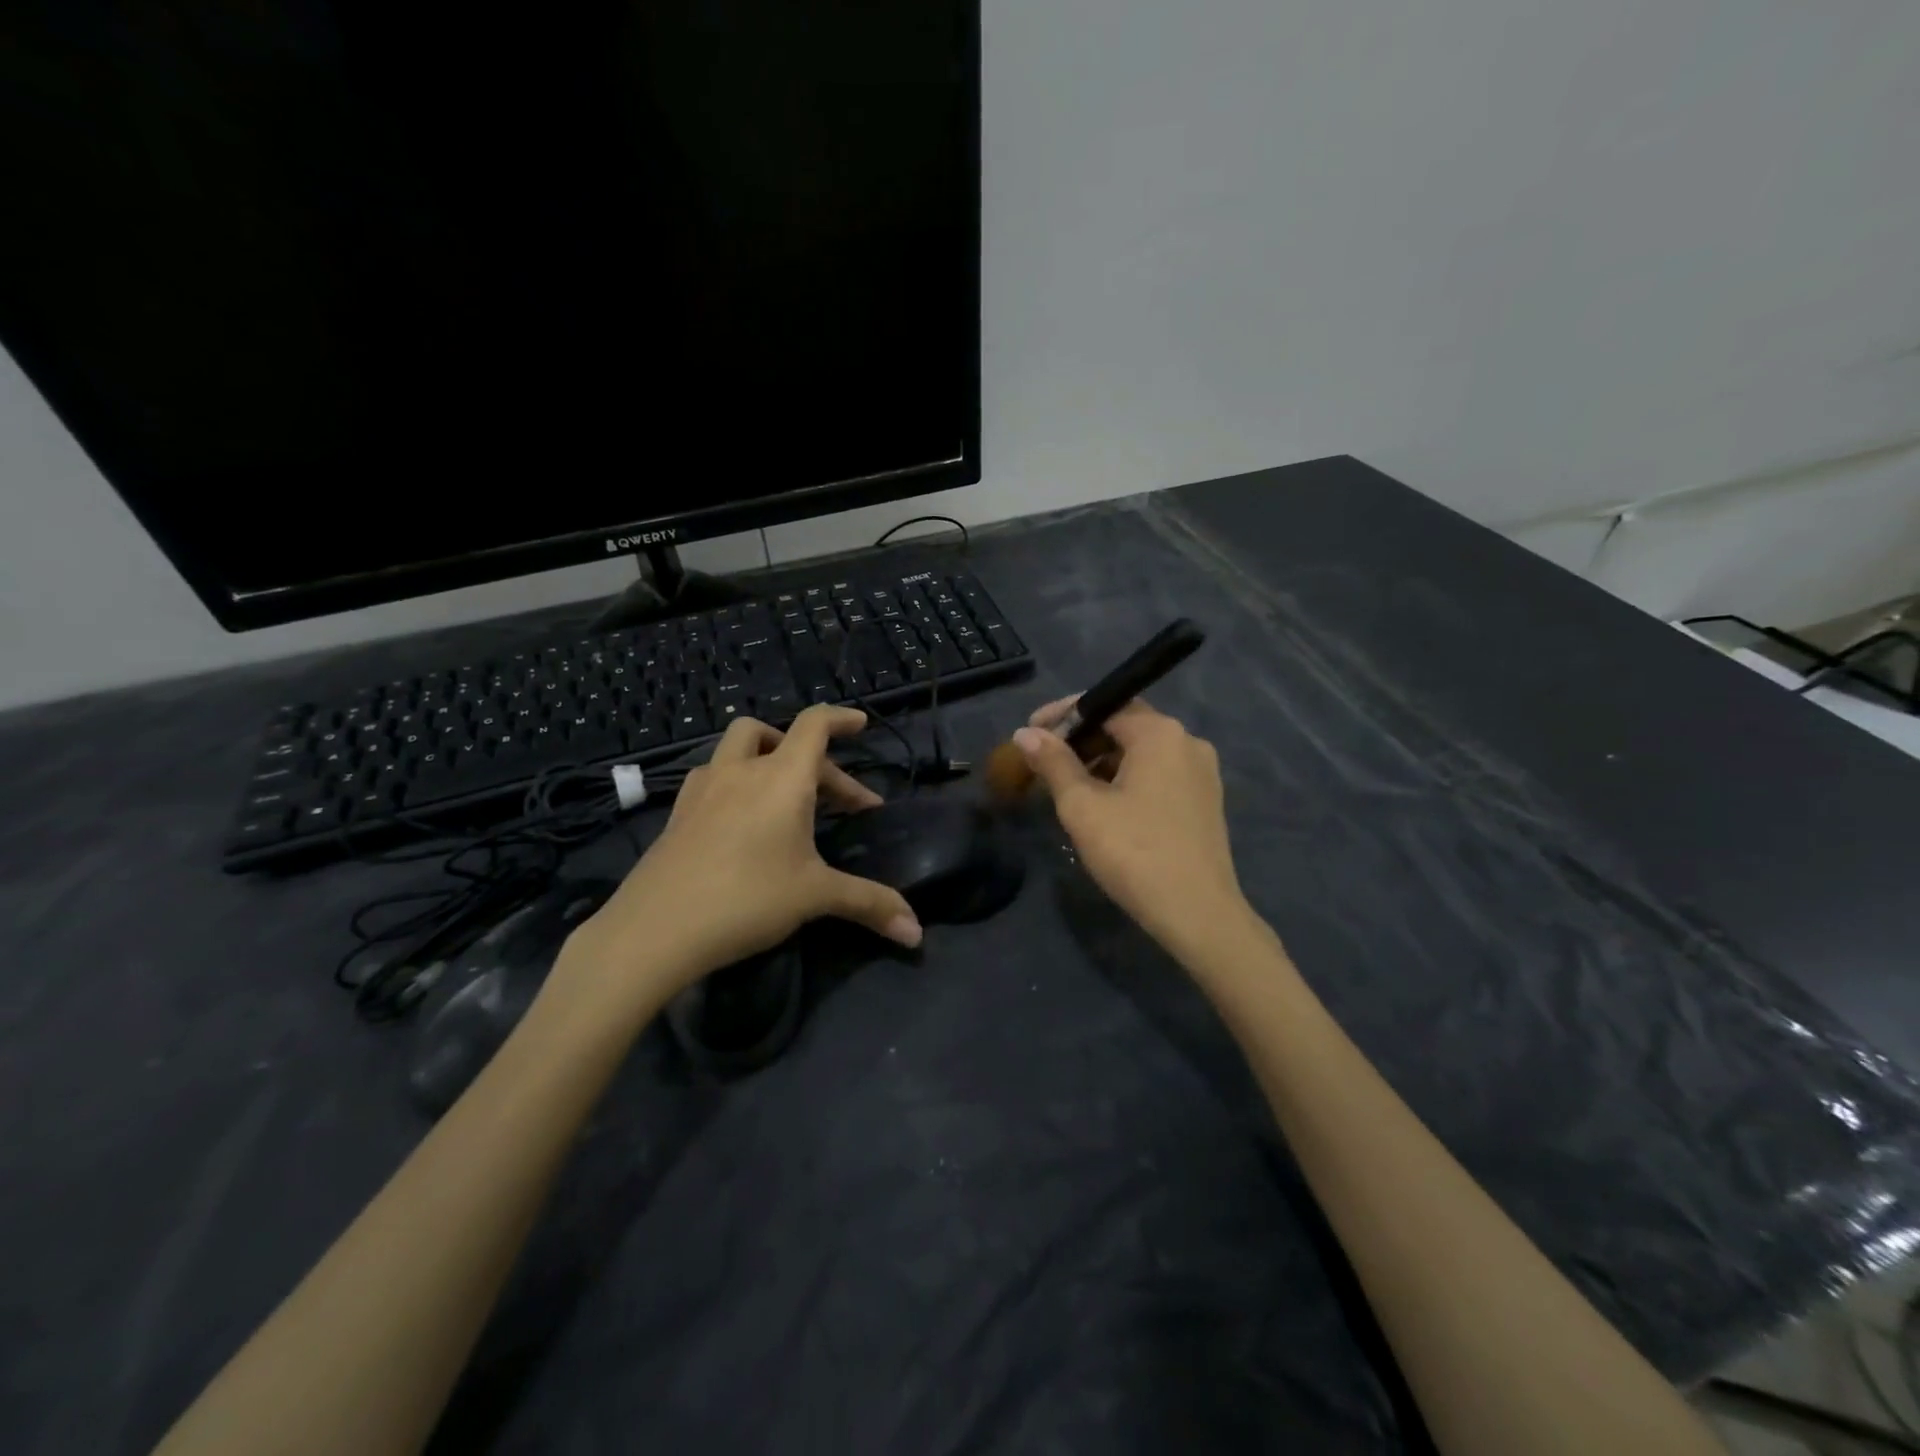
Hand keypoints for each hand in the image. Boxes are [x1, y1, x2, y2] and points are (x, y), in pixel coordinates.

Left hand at [555, 707, 922, 1015]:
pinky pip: (715, 779)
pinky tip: (743, 823)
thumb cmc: (745, 899)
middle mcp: (741, 771)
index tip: (861, 725)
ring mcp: (702, 790)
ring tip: (788, 798)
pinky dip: (738, 785)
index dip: (841, 718)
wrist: (653, 930)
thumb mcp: (815, 897)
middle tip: (842, 802)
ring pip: (738, 750)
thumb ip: (869, 904)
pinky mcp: (678, 814)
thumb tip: (917, 933)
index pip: (814, 725)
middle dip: (816, 760)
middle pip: (777, 735)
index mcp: (781, 778)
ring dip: (768, 760)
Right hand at [1015, 697, 1250, 958]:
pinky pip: (1158, 774)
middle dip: (1081, 740)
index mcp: (1160, 733)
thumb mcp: (1082, 806)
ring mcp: (1202, 772)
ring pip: (1141, 753)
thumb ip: (1053, 762)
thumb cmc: (1134, 852)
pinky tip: (1104, 805)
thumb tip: (1025, 734)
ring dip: (1101, 761)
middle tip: (1043, 762)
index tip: (1030, 732)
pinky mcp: (1205, 800)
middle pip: (1124, 726)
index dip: (1062, 715)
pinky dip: (1126, 779)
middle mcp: (1187, 742)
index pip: (1104, 703)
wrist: (1198, 914)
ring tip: (1068, 787)